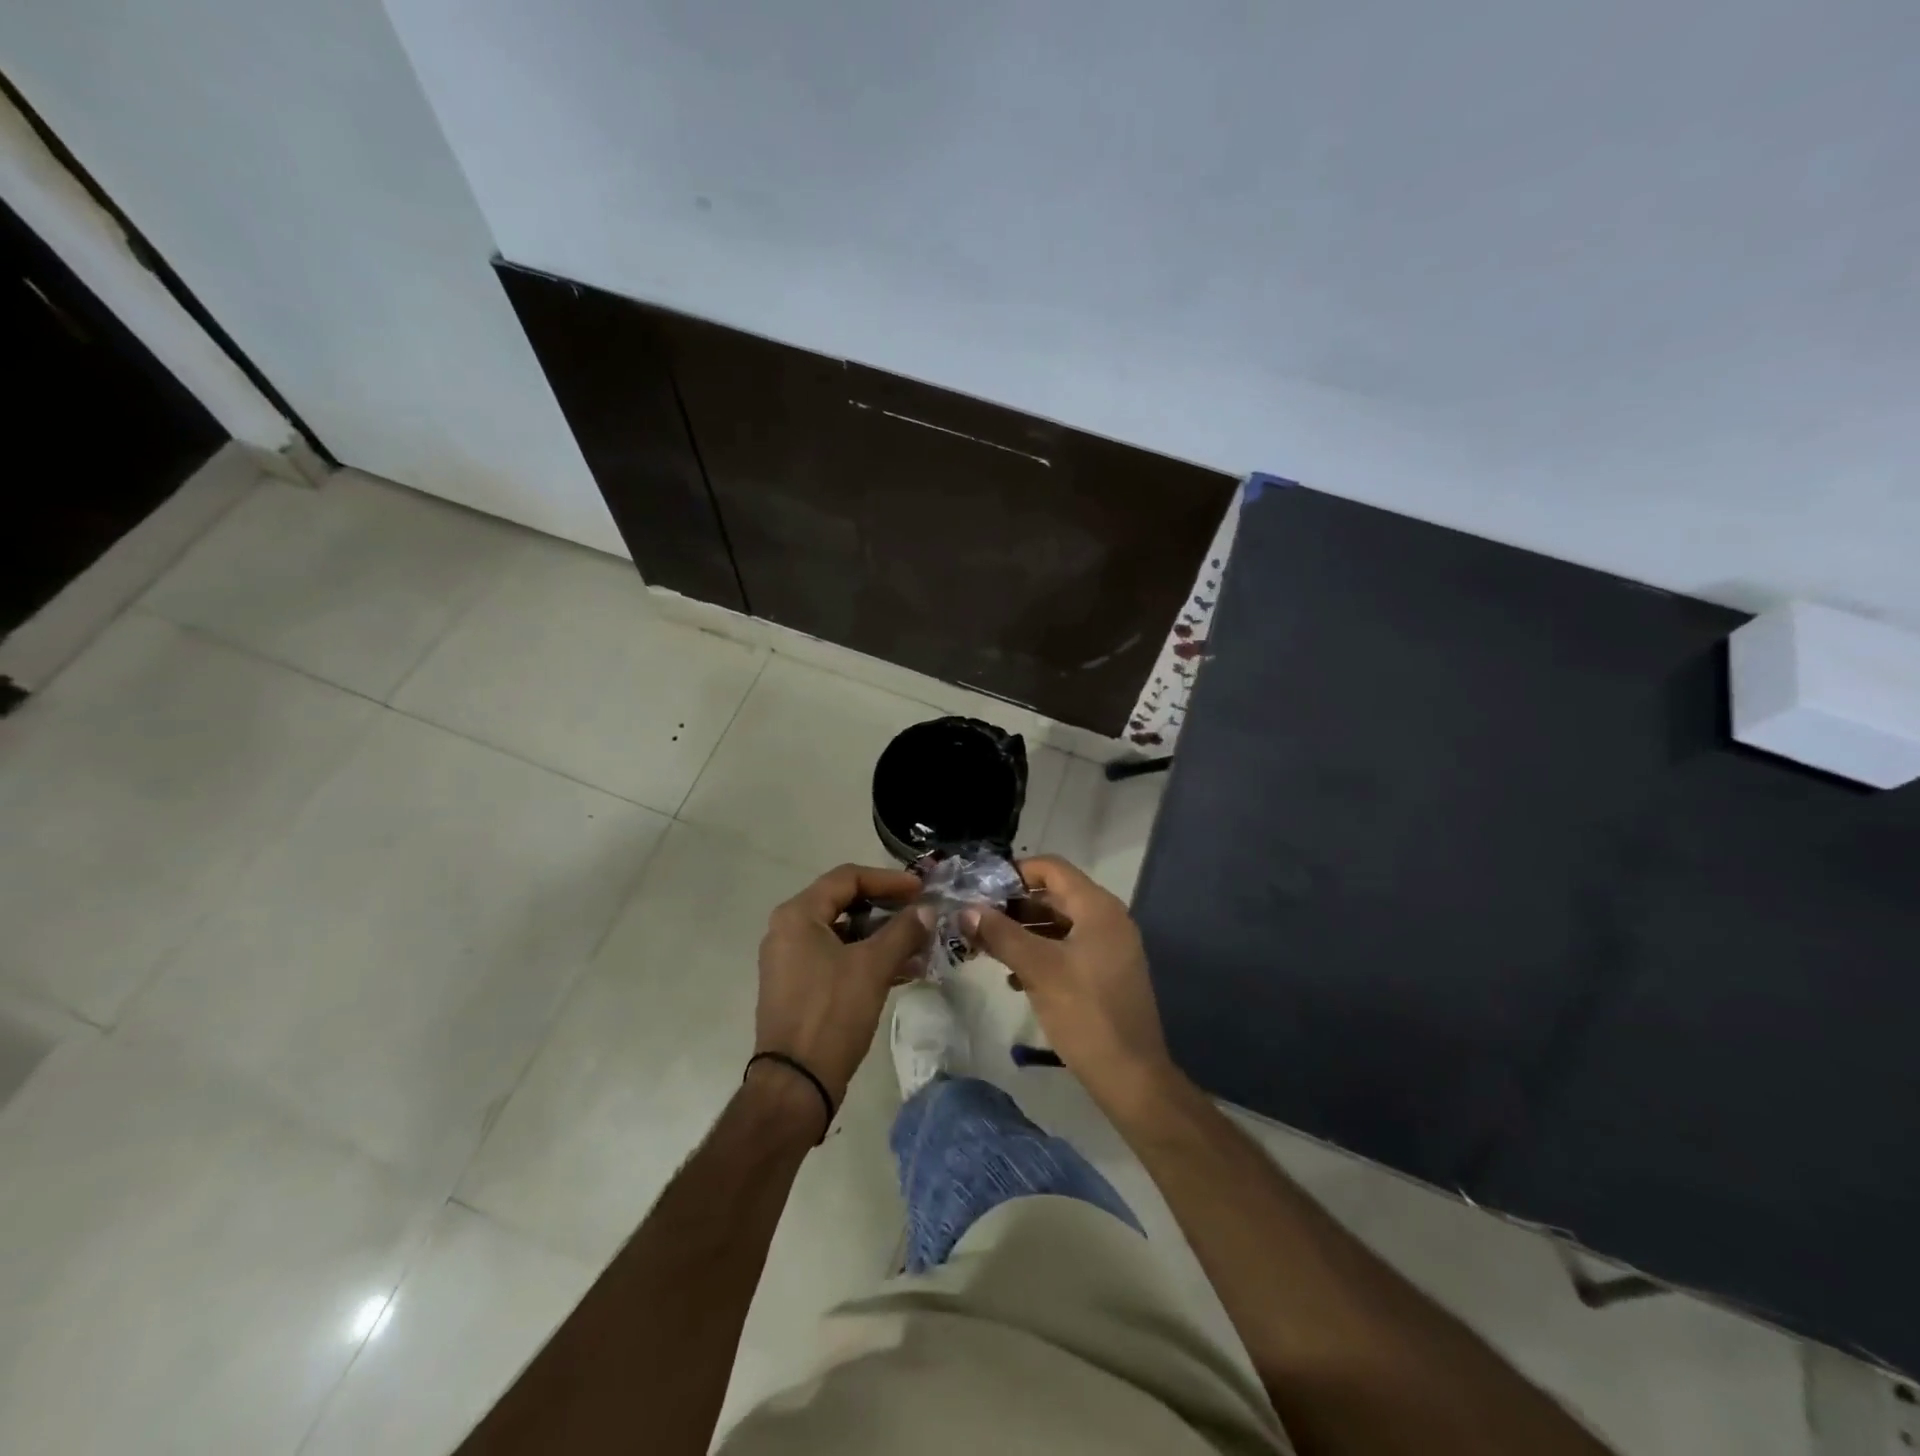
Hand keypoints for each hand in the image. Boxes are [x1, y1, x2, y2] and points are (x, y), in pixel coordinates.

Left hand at [755, 864, 930, 1122]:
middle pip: (846, 903)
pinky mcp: (800, 986)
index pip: (847, 877)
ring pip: (845, 934)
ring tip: (922, 946)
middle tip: (923, 913)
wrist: (795, 1084)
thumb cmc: (831, 1013)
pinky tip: (904, 971)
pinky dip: (869, 959)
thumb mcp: (873, 967)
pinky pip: (839, 958)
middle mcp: (789, 930)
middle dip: (889, 908)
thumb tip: (928, 910)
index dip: (888, 879)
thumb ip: (903, 931)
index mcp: (798, 915)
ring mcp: (792, 960)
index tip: (922, 889)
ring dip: (883, 936)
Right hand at [964, 855, 1179, 1116]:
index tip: (980, 889)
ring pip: (1058, 923)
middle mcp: (1107, 919)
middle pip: (1054, 895)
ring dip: (1023, 930)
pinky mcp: (1105, 972)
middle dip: (1014, 905)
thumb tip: (965, 910)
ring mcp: (1109, 946)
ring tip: (987, 946)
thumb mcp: (1038, 969)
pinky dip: (1040, 953)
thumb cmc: (1085, 1013)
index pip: (1052, 868)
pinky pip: (1067, 948)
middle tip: (976, 919)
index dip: (1015, 872)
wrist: (1131, 1076)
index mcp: (1098, 907)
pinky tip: (1013, 976)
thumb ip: (1001, 935)